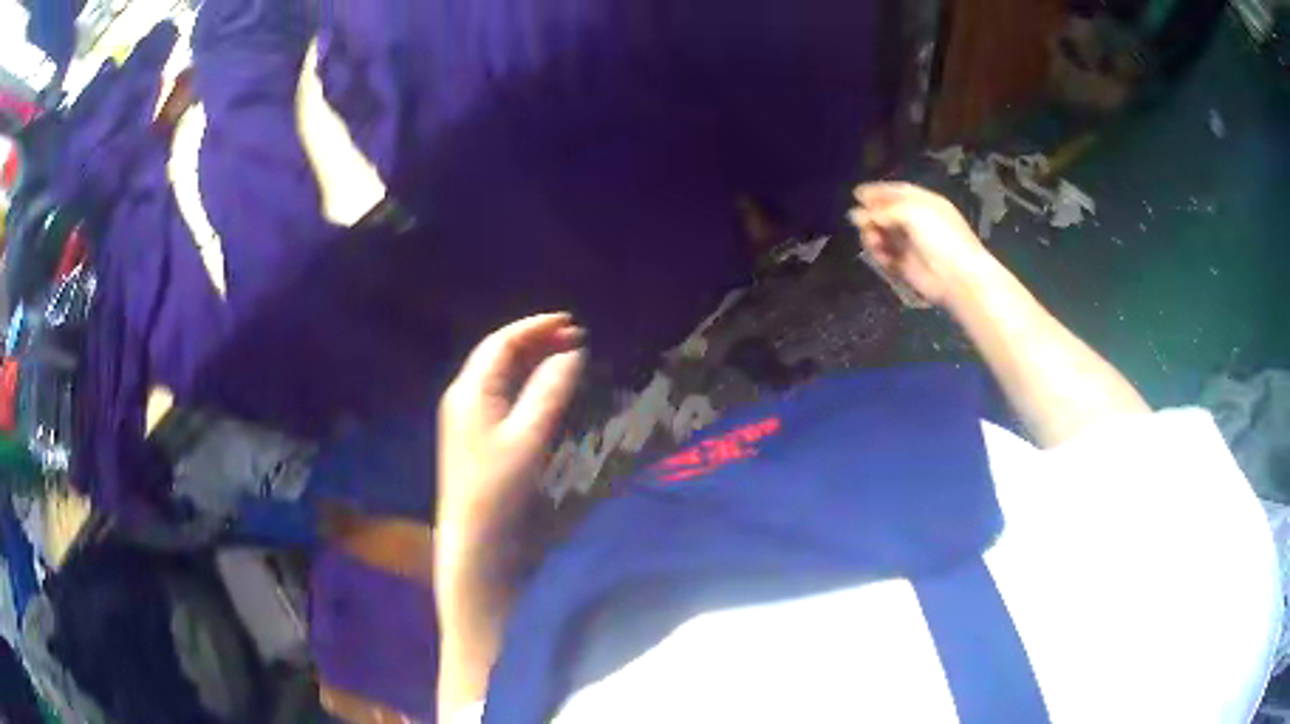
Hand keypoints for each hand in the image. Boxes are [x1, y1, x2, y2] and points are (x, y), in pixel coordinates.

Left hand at [436, 313, 585, 546]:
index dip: (536, 327)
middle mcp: (463, 394)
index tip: (571, 322)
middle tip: (574, 337)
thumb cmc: (499, 485)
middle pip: (498, 354)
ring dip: (530, 360)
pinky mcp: (472, 432)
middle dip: (535, 340)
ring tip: (564, 354)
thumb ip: (550, 390)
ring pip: (498, 373)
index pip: (502, 342)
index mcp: (470, 389)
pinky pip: (498, 393)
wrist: (473, 534)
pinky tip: (542, 386)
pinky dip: (523, 382)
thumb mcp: (530, 435)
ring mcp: (465, 414)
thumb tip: (573, 353)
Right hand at [849, 182, 996, 308]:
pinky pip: (885, 256)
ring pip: (883, 234)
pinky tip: (879, 254)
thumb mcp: (913, 212)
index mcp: (925, 204)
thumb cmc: (940, 238)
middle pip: (887, 213)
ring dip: (872, 234)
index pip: (898, 192)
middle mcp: (918, 222)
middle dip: (872, 215)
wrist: (957, 277)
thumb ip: (884, 210)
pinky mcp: (906, 266)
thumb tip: (857, 214)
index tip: (857, 193)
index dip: (878, 191)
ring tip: (872, 240)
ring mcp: (912, 245)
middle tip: (859, 220)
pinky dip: (879, 254)